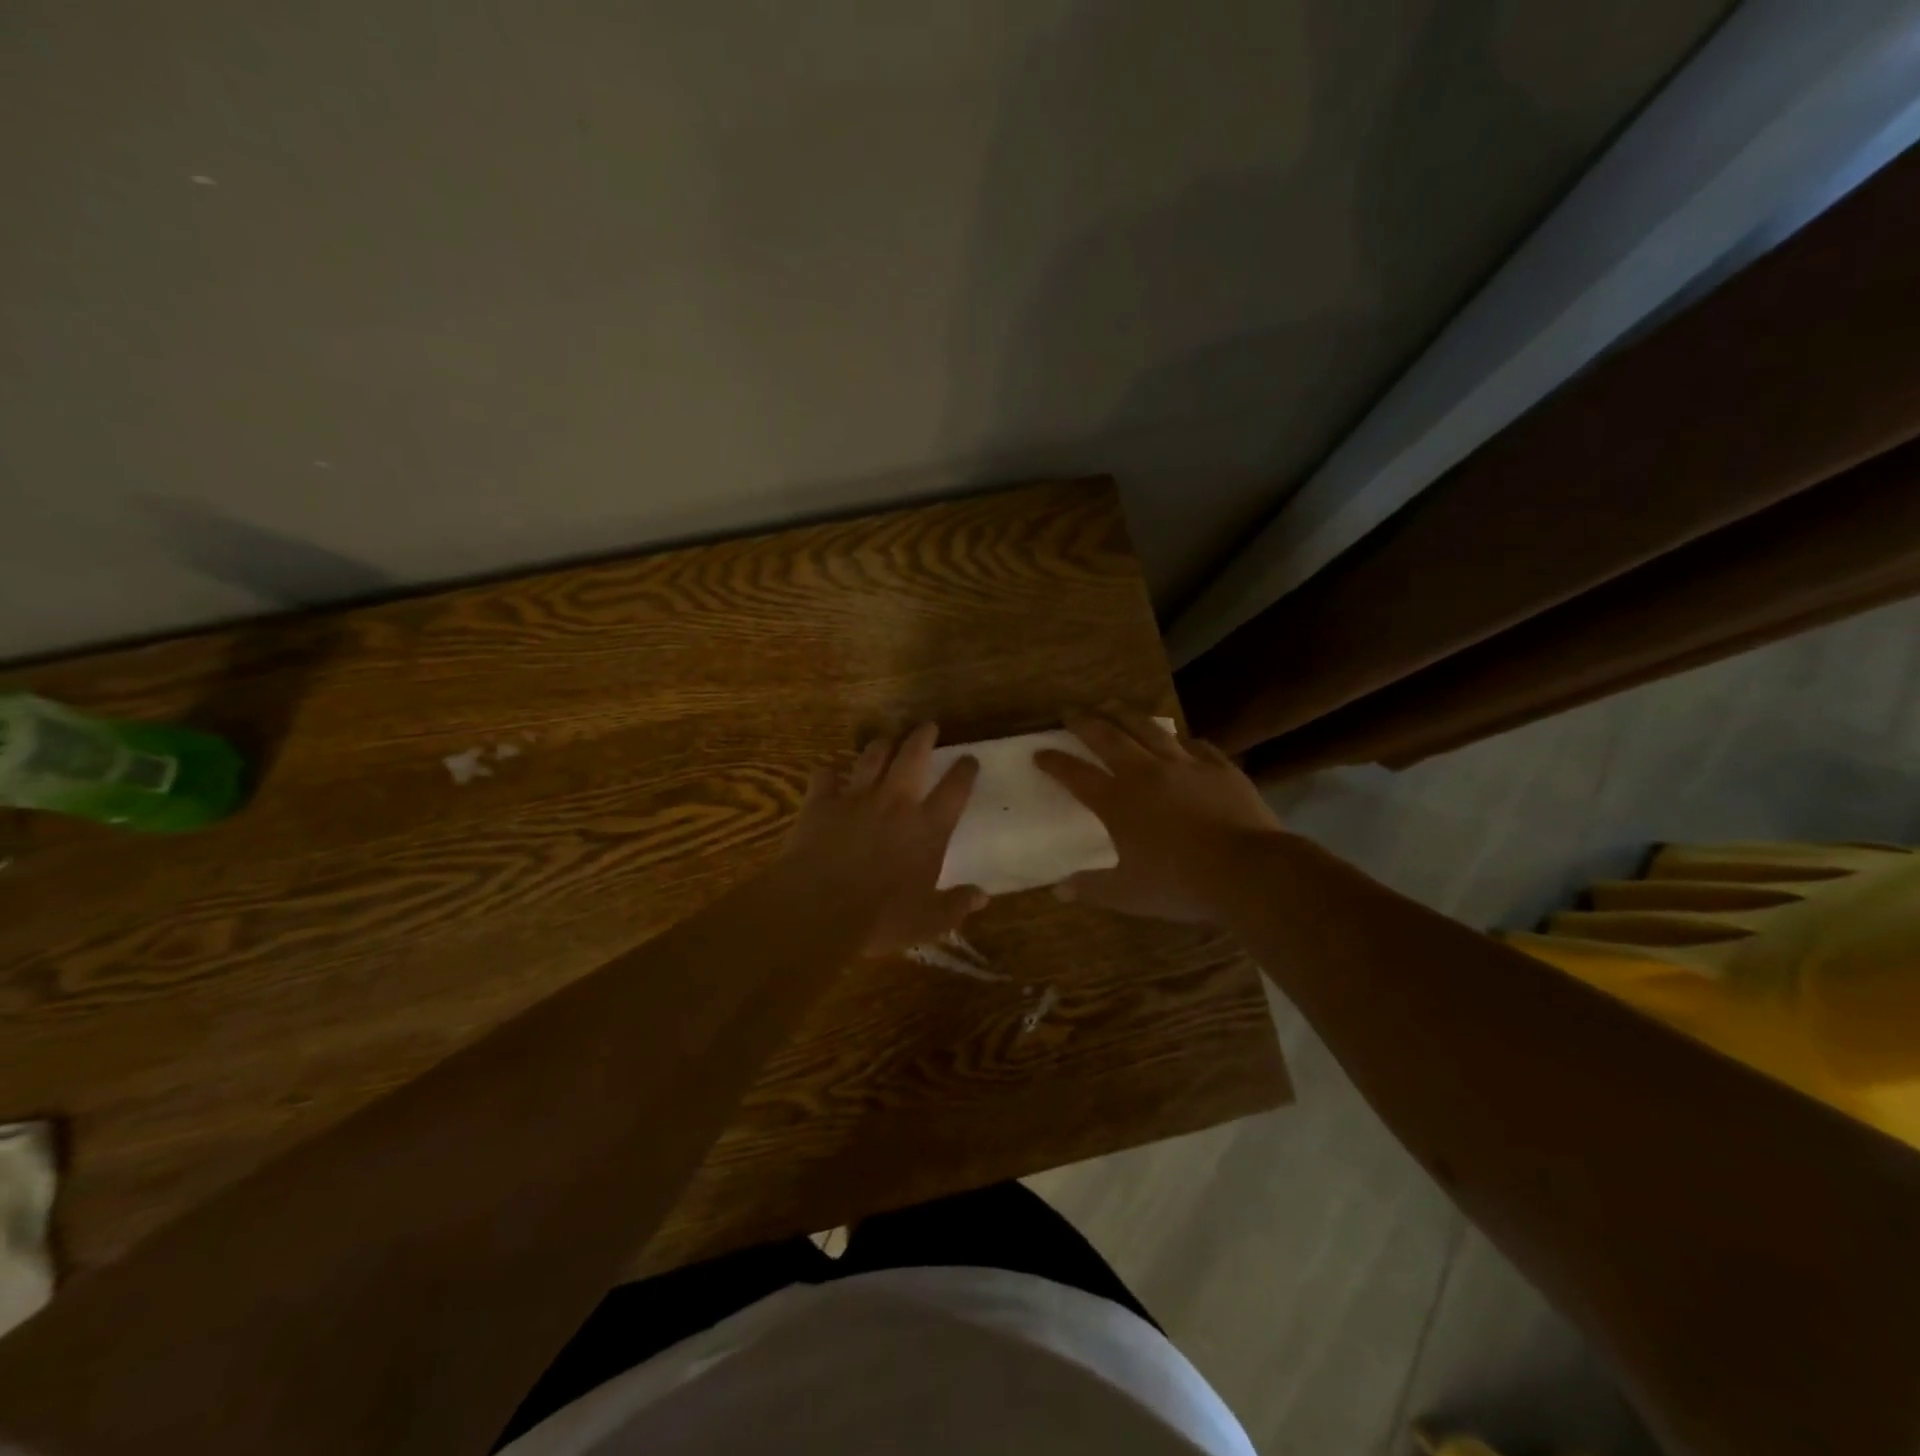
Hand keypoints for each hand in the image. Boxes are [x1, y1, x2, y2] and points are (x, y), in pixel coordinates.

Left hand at [776, 724, 986, 956]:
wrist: (819, 908)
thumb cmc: (881, 918)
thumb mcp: (928, 921)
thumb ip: (956, 905)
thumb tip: (983, 896)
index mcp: (928, 828)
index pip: (955, 789)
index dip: (964, 771)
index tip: (969, 759)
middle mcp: (896, 803)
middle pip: (913, 756)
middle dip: (923, 737)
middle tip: (928, 726)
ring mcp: (856, 797)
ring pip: (872, 757)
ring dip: (881, 745)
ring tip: (886, 740)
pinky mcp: (821, 802)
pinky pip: (824, 776)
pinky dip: (828, 773)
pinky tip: (829, 773)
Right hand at [1034, 710, 1286, 923]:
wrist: (1249, 871)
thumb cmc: (1181, 884)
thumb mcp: (1128, 894)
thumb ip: (1091, 888)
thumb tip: (1058, 890)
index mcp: (1118, 802)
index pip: (1076, 775)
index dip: (1055, 762)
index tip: (1039, 752)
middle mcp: (1146, 773)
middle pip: (1108, 737)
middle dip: (1085, 722)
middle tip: (1070, 711)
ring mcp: (1185, 766)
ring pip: (1149, 729)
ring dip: (1127, 715)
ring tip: (1113, 705)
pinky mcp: (1220, 768)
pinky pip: (1196, 745)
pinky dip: (1182, 740)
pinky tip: (1180, 739)